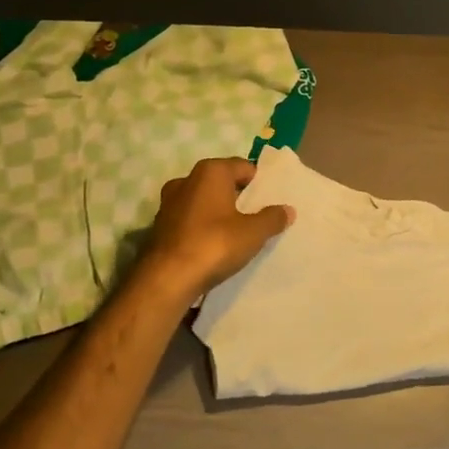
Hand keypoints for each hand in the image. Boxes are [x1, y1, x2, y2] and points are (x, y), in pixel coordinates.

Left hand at [130, 156, 293, 303]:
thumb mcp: (254, 232)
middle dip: (240, 197)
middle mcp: (187, 179)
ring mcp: (169, 203)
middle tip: (258, 216)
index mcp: (211, 171)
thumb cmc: (214, 244)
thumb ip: (273, 218)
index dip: (261, 183)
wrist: (166, 280)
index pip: (244, 167)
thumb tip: (287, 210)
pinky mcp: (160, 226)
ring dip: (220, 213)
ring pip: (205, 201)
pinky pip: (191, 220)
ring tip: (238, 233)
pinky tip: (214, 246)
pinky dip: (203, 227)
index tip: (272, 201)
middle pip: (223, 183)